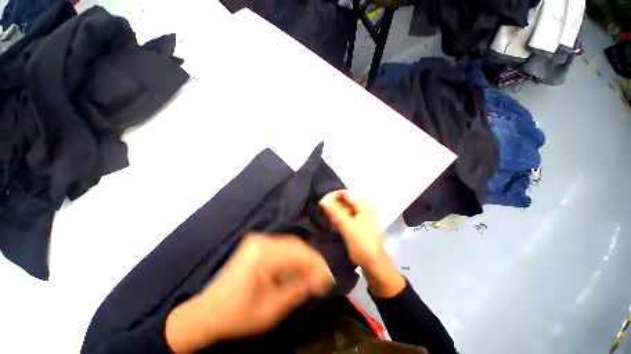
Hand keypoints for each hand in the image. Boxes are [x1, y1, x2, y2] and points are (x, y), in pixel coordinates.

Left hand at [165, 234, 333, 352]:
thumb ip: (298, 289)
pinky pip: (282, 247)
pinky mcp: (257, 244)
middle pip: (296, 245)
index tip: (329, 278)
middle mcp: (260, 241)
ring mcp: (258, 240)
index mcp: (261, 254)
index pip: (298, 253)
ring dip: (304, 259)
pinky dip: (294, 257)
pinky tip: (300, 269)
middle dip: (313, 261)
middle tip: (324, 276)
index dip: (317, 264)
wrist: (208, 311)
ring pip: (291, 245)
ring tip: (315, 274)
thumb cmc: (237, 315)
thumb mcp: (272, 308)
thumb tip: (320, 279)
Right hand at [319, 190, 383, 269]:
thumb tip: (323, 200)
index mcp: (363, 205)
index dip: (332, 196)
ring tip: (325, 218)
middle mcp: (362, 208)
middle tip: (321, 212)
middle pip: (344, 201)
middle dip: (333, 205)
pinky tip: (332, 224)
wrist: (373, 264)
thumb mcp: (347, 227)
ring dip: (334, 213)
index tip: (321, 204)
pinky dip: (338, 219)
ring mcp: (360, 216)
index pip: (344, 194)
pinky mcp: (357, 224)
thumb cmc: (362, 244)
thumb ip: (335, 213)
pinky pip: (345, 217)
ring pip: (343, 209)